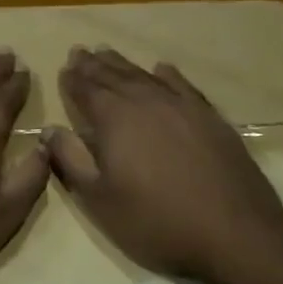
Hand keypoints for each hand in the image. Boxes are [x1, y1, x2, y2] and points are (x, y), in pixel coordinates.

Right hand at [44, 48, 282, 283]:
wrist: (233, 232)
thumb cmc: (155, 220)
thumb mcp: (99, 198)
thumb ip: (71, 159)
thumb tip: (48, 129)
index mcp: (114, 118)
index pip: (86, 89)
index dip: (73, 79)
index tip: (64, 68)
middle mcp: (145, 101)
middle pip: (113, 76)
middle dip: (93, 65)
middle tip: (80, 51)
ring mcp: (181, 105)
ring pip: (144, 76)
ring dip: (123, 64)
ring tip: (108, 53)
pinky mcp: (209, 116)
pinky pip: (182, 85)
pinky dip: (168, 74)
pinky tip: (162, 68)